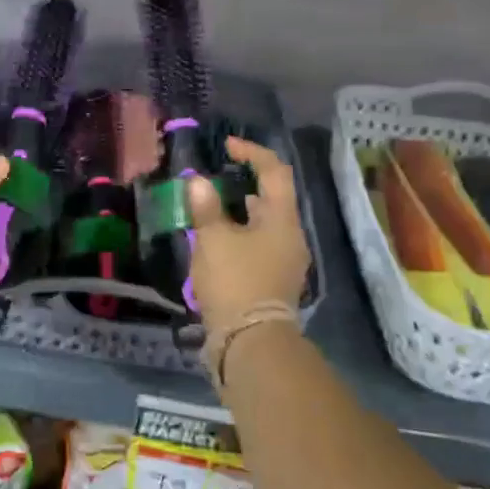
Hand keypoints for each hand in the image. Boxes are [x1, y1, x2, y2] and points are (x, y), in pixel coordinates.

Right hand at [187, 137, 311, 337]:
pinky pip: (259, 246)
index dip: (252, 153)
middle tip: (216, 177)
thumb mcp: (213, 240)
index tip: (227, 146)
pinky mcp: (274, 282)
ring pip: (265, 224)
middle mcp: (291, 237)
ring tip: (210, 208)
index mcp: (282, 220)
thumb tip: (198, 181)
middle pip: (273, 199)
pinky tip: (216, 242)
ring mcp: (285, 262)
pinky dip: (239, 235)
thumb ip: (206, 207)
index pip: (274, 172)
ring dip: (240, 212)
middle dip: (245, 184)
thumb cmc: (234, 281)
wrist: (250, 342)